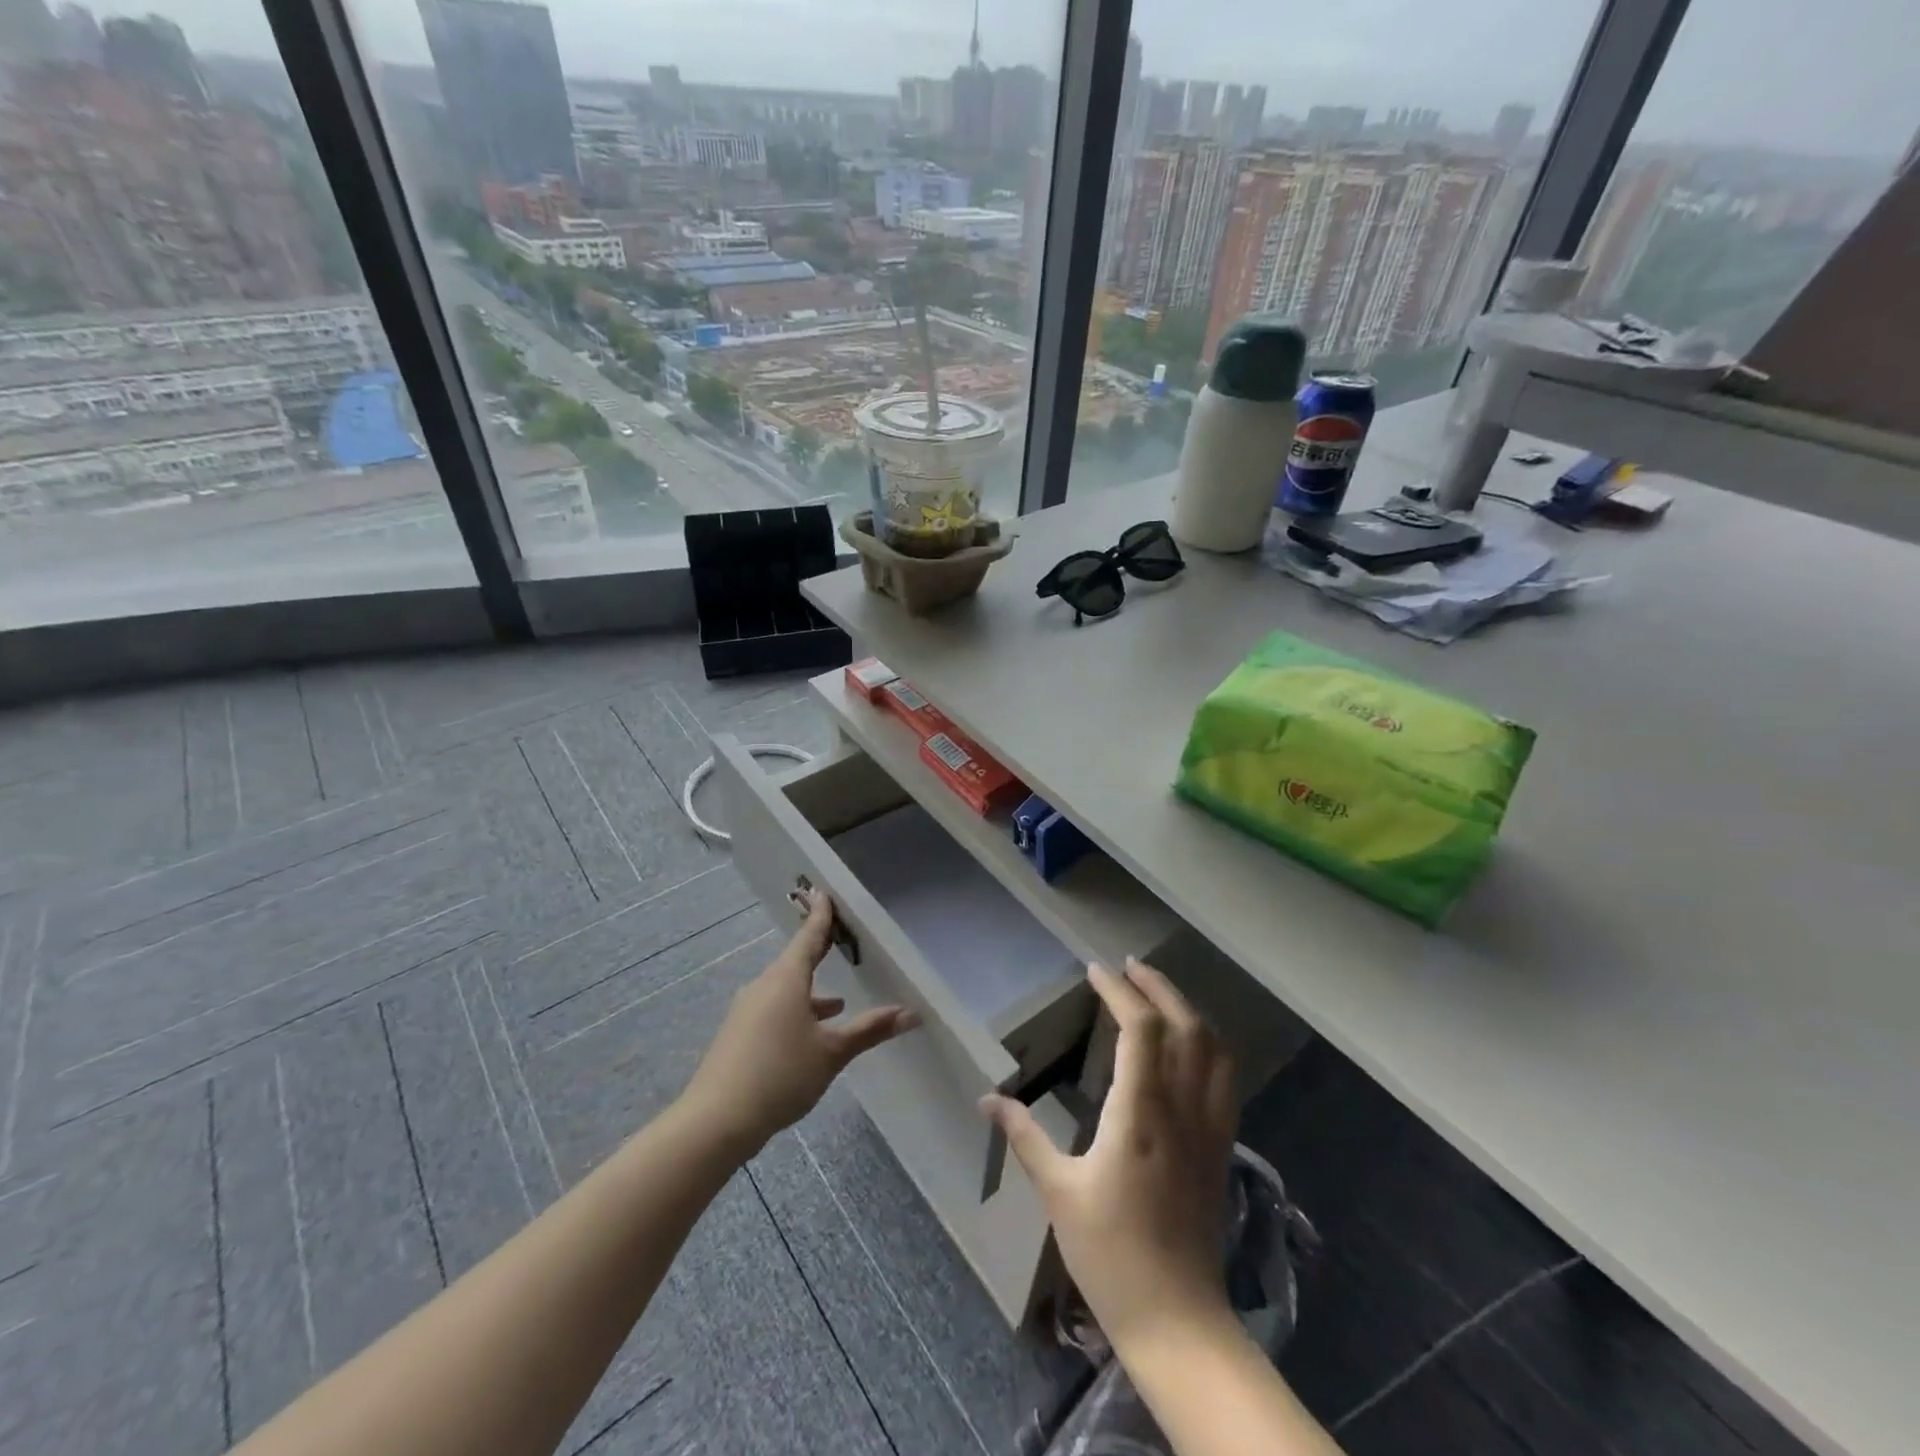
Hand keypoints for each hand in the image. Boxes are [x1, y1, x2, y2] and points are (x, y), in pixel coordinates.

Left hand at [683, 890, 918, 1155]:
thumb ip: (870, 1029)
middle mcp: (764, 987)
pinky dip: (796, 1012)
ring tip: (837, 1002)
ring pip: (785, 990)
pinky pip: (774, 1010)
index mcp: (786, 979)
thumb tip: (911, 1013)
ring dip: (810, 992)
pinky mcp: (739, 1036)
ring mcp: (747, 1011)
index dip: (821, 916)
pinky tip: (809, 1035)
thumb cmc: (780, 1074)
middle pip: (795, 962)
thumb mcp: (832, 1052)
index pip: (809, 937)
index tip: (823, 892)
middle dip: (817, 952)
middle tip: (837, 938)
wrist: (715, 1121)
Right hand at [981, 958, 1237, 1354]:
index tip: (1095, 970)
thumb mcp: (1058, 1191)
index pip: (1139, 1028)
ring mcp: (1209, 1127)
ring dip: (1187, 1009)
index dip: (1119, 991)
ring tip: (1158, 993)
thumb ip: (1025, 1137)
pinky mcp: (1221, 1146)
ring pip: (1213, 1048)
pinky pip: (1224, 1077)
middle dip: (1158, 987)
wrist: (1177, 1320)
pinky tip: (1189, 1045)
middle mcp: (1182, 1108)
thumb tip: (987, 1099)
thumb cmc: (1110, 1254)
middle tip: (1129, 966)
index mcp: (1140, 1112)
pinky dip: (1208, 1044)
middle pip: (1184, 1025)